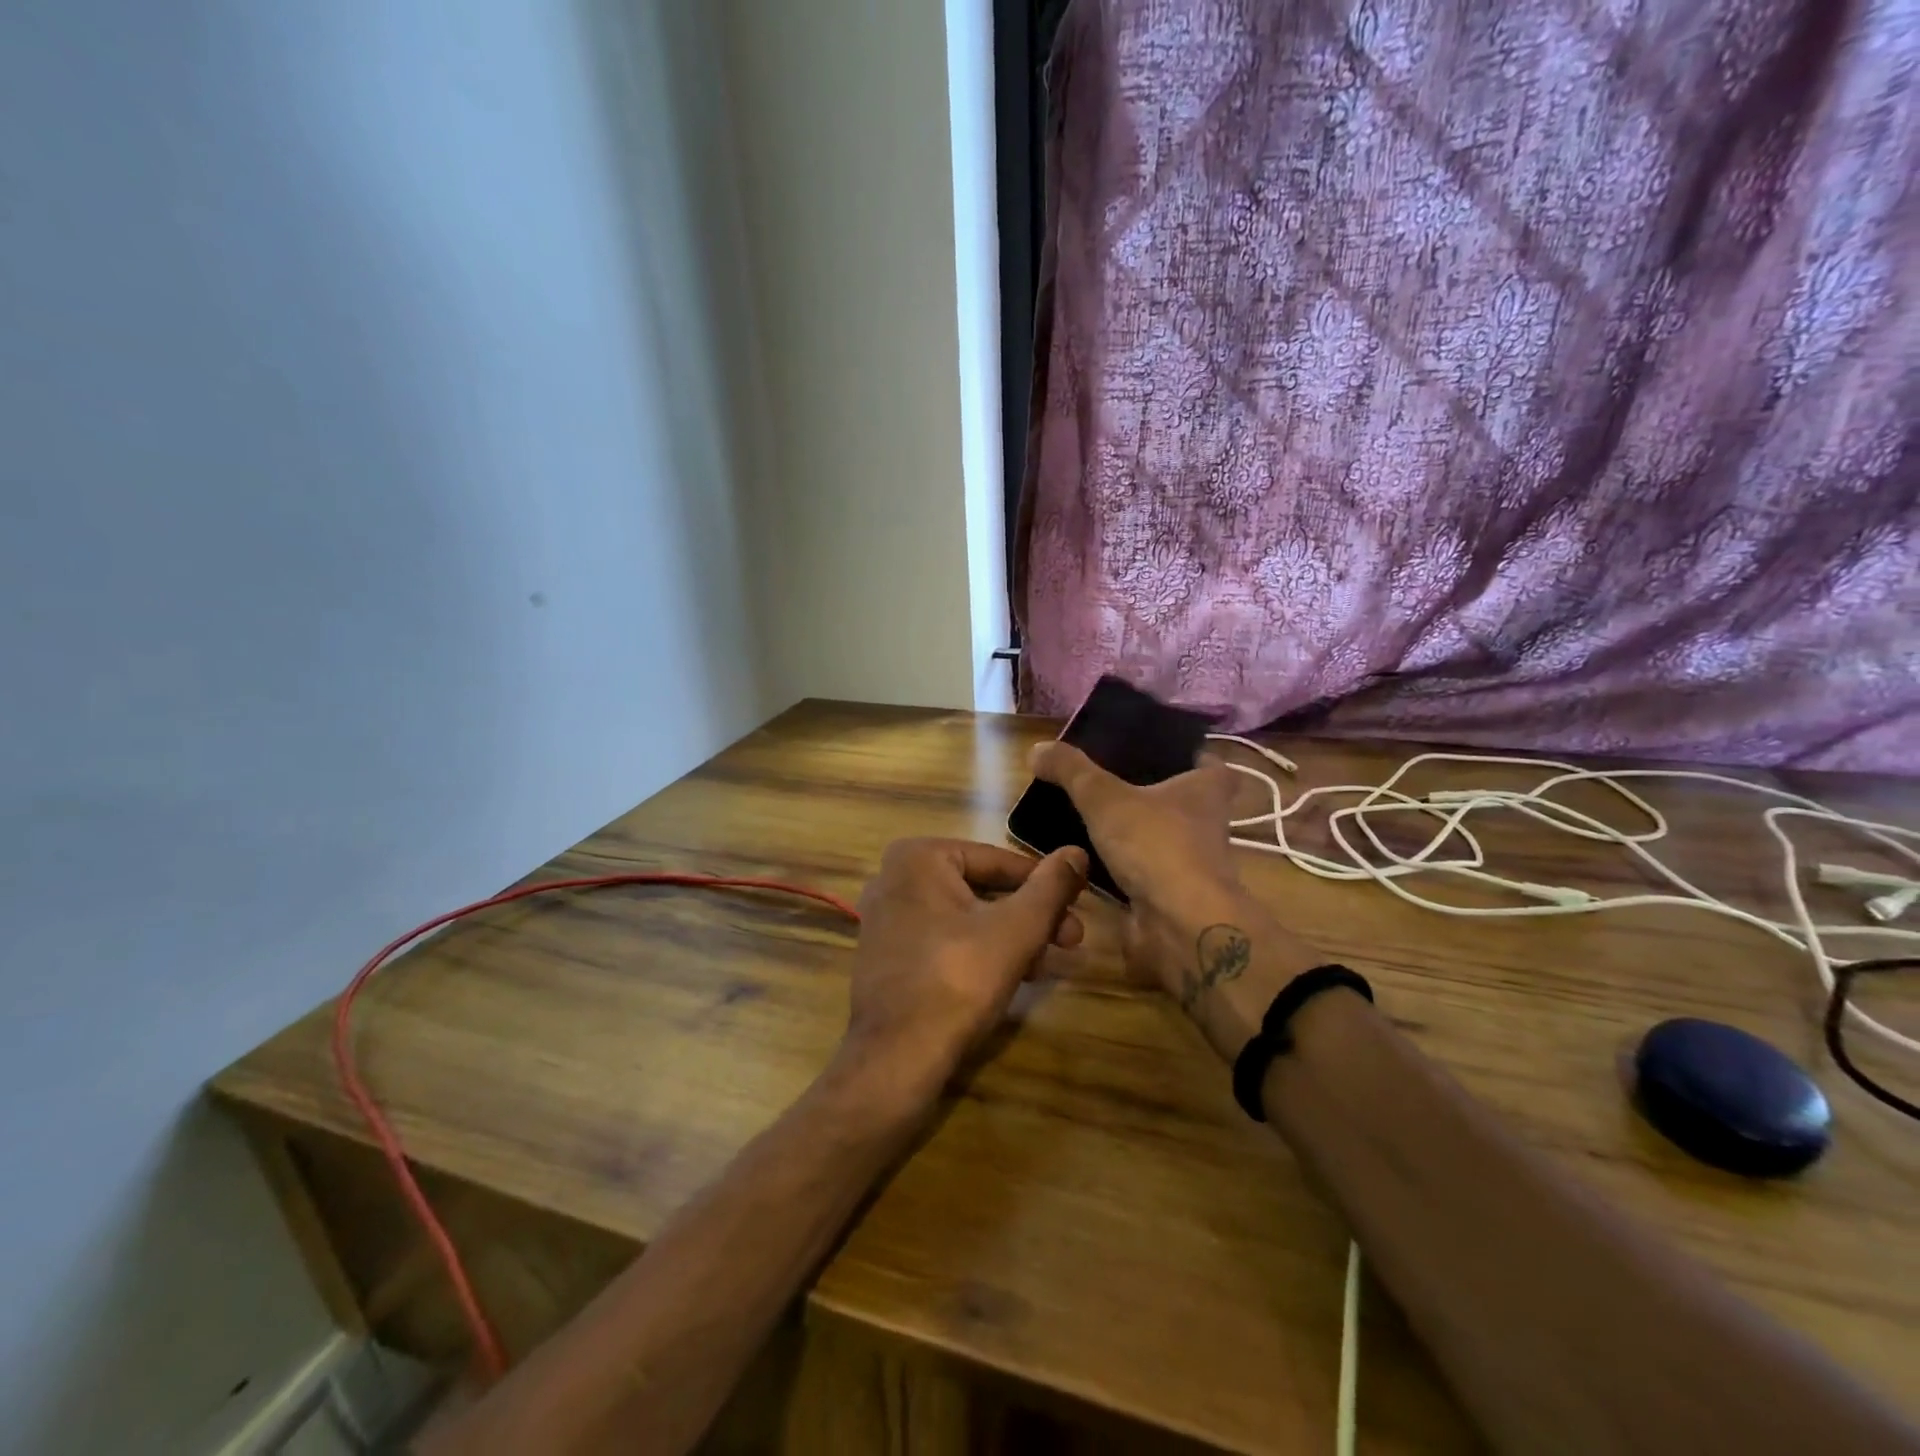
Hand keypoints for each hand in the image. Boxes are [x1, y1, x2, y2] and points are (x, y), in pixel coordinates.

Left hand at [836, 837, 1087, 1112]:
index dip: (1046, 883)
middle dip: (1030, 915)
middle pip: (981, 888)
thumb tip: (1077, 852)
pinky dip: (979, 950)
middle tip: (1073, 939)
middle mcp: (894, 876)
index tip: (1080, 902)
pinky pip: (943, 938)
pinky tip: (1015, 974)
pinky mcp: (887, 953)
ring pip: (965, 916)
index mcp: (918, 857)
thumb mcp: (1017, 929)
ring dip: (1011, 936)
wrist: (895, 1058)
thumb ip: (1051, 887)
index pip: (998, 861)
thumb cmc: (958, 980)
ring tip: (1050, 963)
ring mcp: (886, 917)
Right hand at [1029, 742, 1322, 1058]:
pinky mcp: (1172, 897)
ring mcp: (1192, 865)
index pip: (1210, 766)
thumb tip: (1037, 749)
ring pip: (1161, 840)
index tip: (1157, 753)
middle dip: (1152, 795)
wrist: (1179, 924)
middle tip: (1108, 783)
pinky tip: (1088, 861)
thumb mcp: (1104, 796)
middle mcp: (1206, 826)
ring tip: (1090, 819)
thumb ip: (1071, 770)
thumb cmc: (1155, 844)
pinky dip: (1121, 868)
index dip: (1189, 757)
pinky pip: (1143, 873)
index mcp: (1205, 791)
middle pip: (1183, 803)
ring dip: (1134, 834)